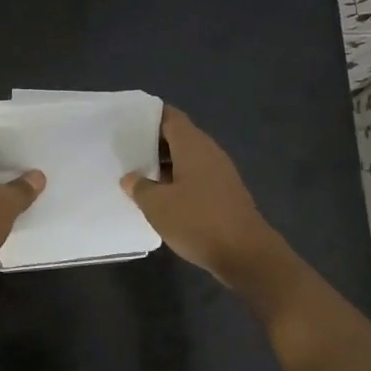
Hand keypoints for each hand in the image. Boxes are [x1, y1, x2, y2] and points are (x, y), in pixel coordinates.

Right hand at [121, 106, 278, 282]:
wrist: (245, 253)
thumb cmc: (197, 221)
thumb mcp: (158, 205)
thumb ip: (140, 187)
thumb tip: (131, 178)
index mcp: (193, 146)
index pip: (170, 117)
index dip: (149, 116)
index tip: (127, 121)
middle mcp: (209, 153)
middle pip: (178, 137)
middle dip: (152, 143)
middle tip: (125, 150)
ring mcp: (220, 174)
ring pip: (187, 160)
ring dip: (164, 165)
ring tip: (137, 174)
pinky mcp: (224, 194)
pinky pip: (195, 178)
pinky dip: (177, 182)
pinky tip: (161, 197)